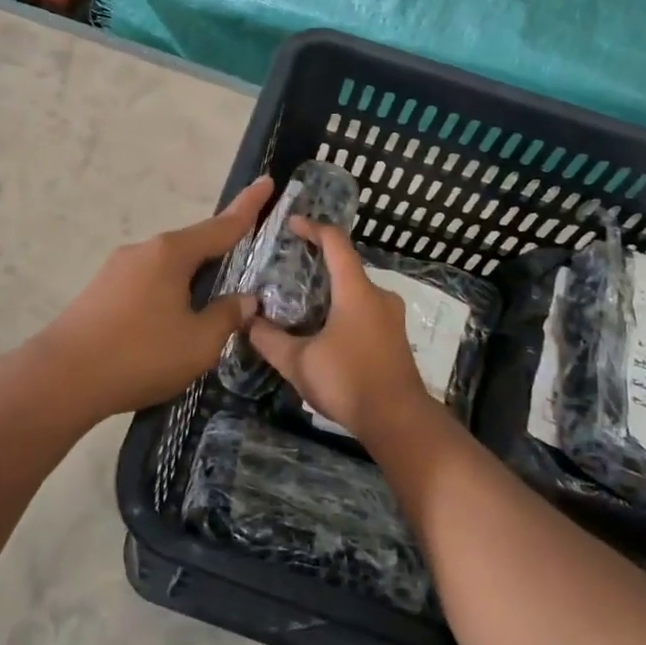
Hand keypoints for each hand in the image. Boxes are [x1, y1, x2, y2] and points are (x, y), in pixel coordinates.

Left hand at [28, 176, 272, 421]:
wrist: (60, 379)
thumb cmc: (139, 354)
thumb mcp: (198, 343)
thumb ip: (227, 317)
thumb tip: (245, 300)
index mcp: (171, 253)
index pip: (222, 226)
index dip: (249, 207)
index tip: (267, 181)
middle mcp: (144, 251)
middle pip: (193, 246)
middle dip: (219, 254)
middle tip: (243, 267)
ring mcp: (116, 269)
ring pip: (168, 268)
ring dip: (190, 281)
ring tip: (206, 312)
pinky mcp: (99, 292)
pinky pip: (147, 284)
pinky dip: (167, 294)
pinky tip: (168, 325)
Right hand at [247, 219, 439, 439]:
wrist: (399, 421)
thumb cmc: (348, 381)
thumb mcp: (298, 362)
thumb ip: (269, 339)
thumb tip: (246, 320)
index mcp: (356, 290)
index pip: (335, 242)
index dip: (312, 228)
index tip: (291, 224)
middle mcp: (378, 295)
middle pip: (347, 265)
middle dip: (318, 262)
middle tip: (288, 267)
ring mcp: (391, 316)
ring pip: (356, 290)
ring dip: (330, 289)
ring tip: (301, 300)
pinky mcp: (394, 336)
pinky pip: (365, 309)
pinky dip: (342, 308)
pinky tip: (323, 328)